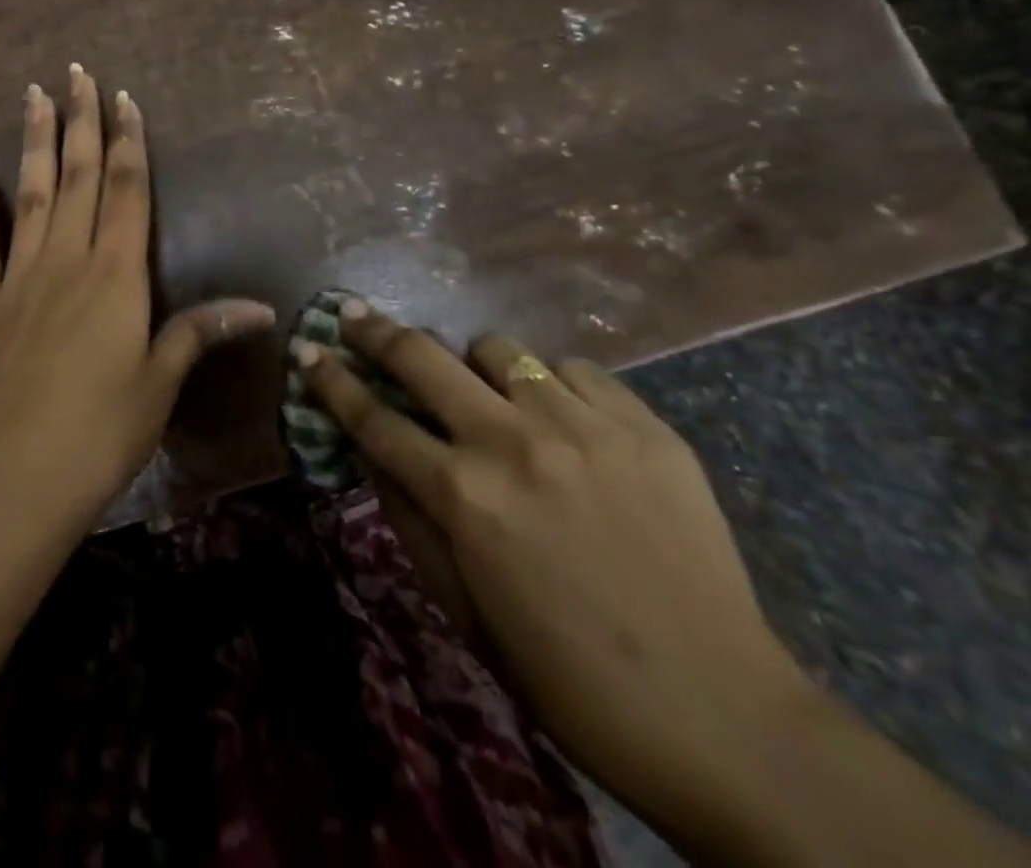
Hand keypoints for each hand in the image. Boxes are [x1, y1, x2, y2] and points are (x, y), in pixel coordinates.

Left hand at [0, 64, 273, 539]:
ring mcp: (15, 282)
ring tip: (31, 96)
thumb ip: (198, 334)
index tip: (123, 98)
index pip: (126, 192)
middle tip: (74, 72)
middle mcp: (63, 264)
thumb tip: (260, 306)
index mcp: (114, 277)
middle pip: (77, 179)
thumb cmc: (95, 438)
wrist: (3, 487)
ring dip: (32, 144)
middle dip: (79, 122)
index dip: (129, 142)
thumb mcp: (157, 387)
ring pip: (28, 197)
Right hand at [295, 301, 811, 841]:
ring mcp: (583, 425)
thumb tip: (370, 451)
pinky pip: (574, 370)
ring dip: (475, 365)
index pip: (373, 419)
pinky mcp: (644, 425)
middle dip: (377, 331)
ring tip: (485, 393)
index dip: (330, 380)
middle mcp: (512, 442)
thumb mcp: (463, 609)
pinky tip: (563, 419)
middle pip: (422, 357)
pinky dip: (553, 385)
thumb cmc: (568, 678)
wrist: (723, 716)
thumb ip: (408, 518)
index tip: (307, 348)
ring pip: (499, 348)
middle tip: (356, 314)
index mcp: (462, 496)